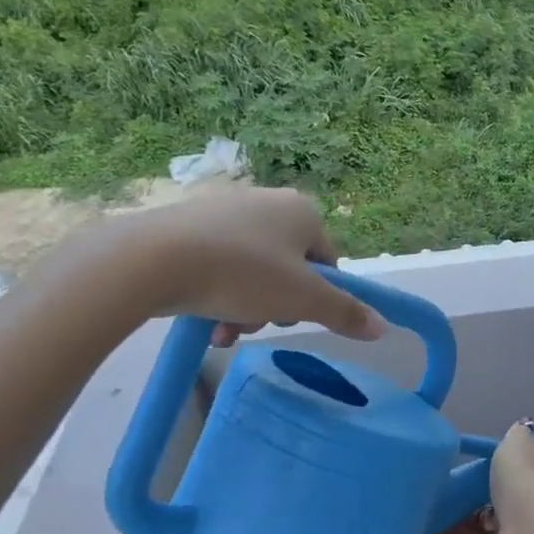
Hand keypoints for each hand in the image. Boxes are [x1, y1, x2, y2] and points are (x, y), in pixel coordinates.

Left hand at [102, 183, 388, 345]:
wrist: (150, 260)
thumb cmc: (242, 274)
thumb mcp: (302, 300)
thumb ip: (346, 313)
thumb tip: (383, 327)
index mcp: (302, 211)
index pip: (328, 262)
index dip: (318, 297)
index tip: (295, 317)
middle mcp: (267, 202)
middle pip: (289, 270)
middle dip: (276, 305)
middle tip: (257, 323)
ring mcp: (225, 212)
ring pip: (253, 272)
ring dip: (247, 308)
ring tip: (225, 331)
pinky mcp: (188, 226)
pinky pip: (218, 265)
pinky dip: (218, 295)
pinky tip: (205, 322)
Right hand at [415, 422, 533, 533]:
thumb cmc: (524, 480)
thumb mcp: (516, 445)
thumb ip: (513, 436)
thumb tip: (518, 426)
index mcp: (524, 478)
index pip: (498, 475)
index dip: (473, 473)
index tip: (443, 469)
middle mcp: (515, 509)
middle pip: (477, 506)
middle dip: (451, 503)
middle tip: (415, 496)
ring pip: (464, 533)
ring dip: (436, 530)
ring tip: (402, 521)